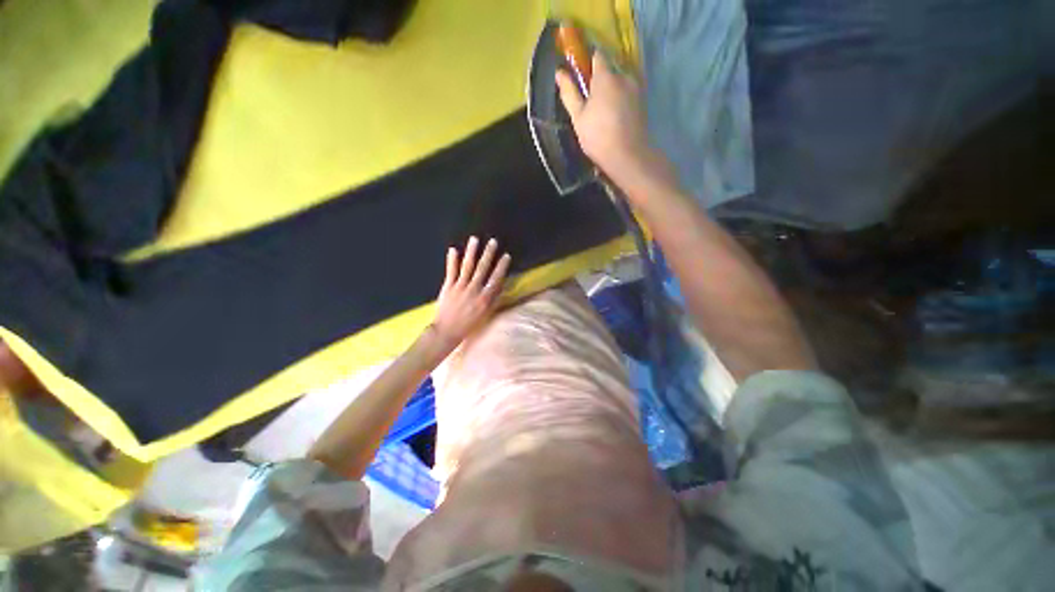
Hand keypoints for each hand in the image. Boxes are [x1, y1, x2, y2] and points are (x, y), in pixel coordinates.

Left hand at [430, 237, 510, 350]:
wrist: (447, 331)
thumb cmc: (468, 324)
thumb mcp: (485, 314)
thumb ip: (493, 300)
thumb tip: (501, 286)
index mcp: (484, 298)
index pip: (495, 278)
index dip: (501, 266)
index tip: (506, 256)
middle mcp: (474, 290)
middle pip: (482, 269)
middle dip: (488, 254)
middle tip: (493, 242)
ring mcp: (460, 287)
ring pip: (467, 267)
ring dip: (471, 252)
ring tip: (474, 239)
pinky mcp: (448, 287)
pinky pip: (451, 271)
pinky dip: (452, 261)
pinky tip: (454, 250)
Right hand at [556, 53, 657, 182]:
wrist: (628, 156)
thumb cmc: (598, 137)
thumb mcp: (578, 117)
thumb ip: (569, 93)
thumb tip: (559, 72)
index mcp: (606, 77)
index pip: (597, 55)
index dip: (587, 62)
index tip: (580, 75)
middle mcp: (624, 76)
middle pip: (609, 70)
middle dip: (600, 81)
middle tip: (590, 102)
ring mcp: (636, 89)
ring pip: (620, 83)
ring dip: (611, 92)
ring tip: (603, 114)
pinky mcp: (643, 102)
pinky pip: (628, 94)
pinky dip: (620, 101)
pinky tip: (614, 118)